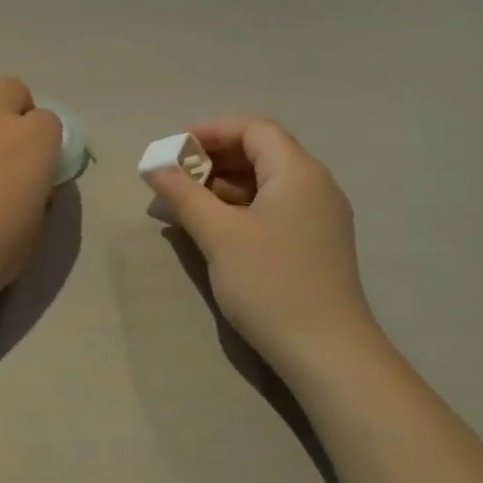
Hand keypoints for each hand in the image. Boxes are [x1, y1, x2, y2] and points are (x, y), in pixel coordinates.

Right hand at [147, 119, 380, 369]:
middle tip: (174, 180)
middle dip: (213, 161)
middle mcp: (315, 186)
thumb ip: (184, 195)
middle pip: (261, 153)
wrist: (327, 352)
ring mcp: (319, 217)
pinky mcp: (315, 244)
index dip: (211, 132)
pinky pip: (274, 209)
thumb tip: (156, 167)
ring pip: (266, 184)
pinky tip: (213, 230)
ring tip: (184, 206)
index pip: (254, 130)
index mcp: (298, 172)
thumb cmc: (270, 283)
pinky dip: (241, 209)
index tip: (174, 151)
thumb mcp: (219, 235)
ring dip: (223, 187)